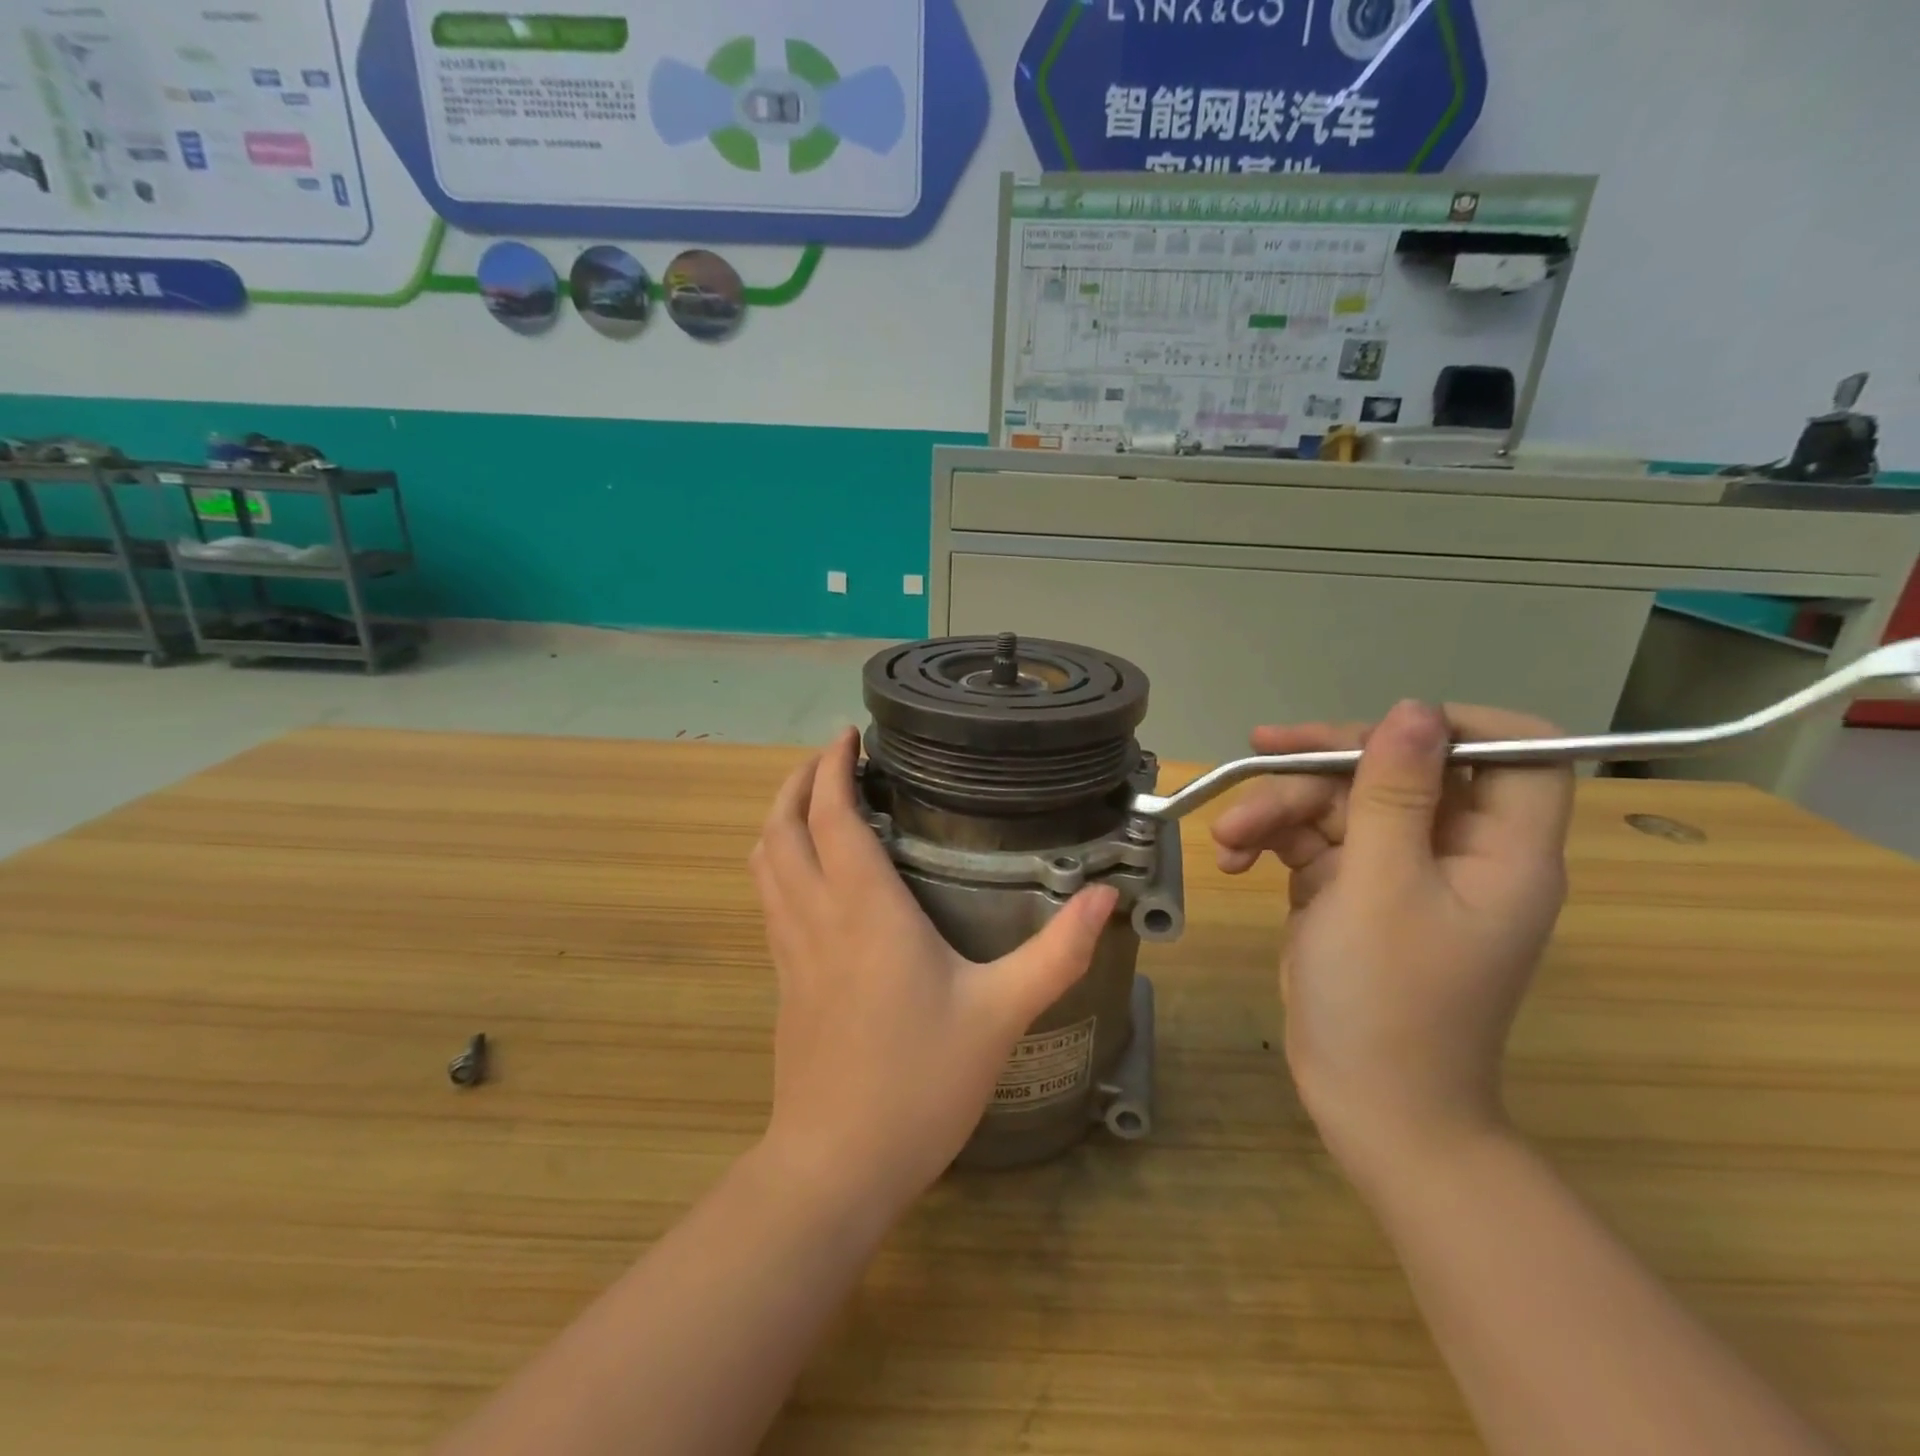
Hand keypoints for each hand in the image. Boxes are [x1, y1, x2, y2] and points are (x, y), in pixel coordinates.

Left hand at [749, 730, 1116, 1214]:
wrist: (836, 1165)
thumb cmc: (919, 1082)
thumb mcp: (1000, 1014)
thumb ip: (1056, 952)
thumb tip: (1105, 898)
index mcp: (863, 908)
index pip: (831, 814)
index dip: (833, 767)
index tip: (850, 735)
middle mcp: (815, 915)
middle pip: (781, 826)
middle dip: (800, 780)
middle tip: (834, 757)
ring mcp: (789, 948)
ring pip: (764, 860)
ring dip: (782, 817)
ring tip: (817, 800)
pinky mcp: (783, 978)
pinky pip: (769, 896)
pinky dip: (779, 860)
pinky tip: (812, 872)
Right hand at [1211, 701, 1574, 1181]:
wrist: (1365, 1103)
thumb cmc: (1388, 999)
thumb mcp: (1382, 886)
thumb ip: (1393, 793)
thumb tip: (1412, 711)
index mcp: (1498, 848)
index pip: (1514, 753)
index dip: (1457, 726)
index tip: (1383, 726)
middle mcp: (1455, 850)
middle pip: (1397, 771)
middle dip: (1322, 767)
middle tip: (1256, 756)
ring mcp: (1398, 871)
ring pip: (1341, 803)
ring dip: (1277, 810)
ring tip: (1226, 838)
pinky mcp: (1351, 890)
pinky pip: (1313, 841)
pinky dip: (1271, 843)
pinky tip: (1233, 862)